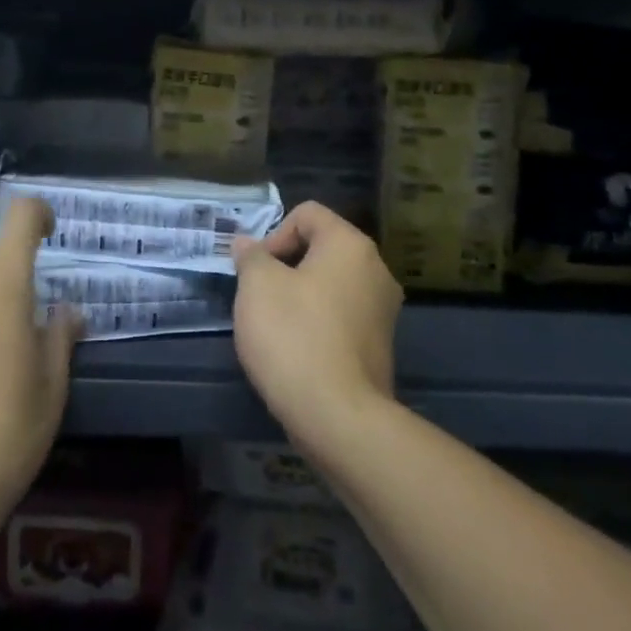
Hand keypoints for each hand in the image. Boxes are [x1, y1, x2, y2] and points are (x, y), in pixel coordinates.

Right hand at [232, 201, 402, 458]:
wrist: (338, 417)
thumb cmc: (293, 336)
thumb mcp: (257, 285)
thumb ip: (251, 256)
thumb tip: (248, 244)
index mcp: (350, 245)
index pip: (307, 213)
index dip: (274, 233)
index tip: (257, 270)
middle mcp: (375, 269)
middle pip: (321, 247)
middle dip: (284, 265)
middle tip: (259, 295)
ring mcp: (383, 310)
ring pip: (330, 284)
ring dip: (299, 295)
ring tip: (274, 325)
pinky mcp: (379, 346)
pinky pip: (340, 316)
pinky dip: (317, 322)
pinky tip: (296, 350)